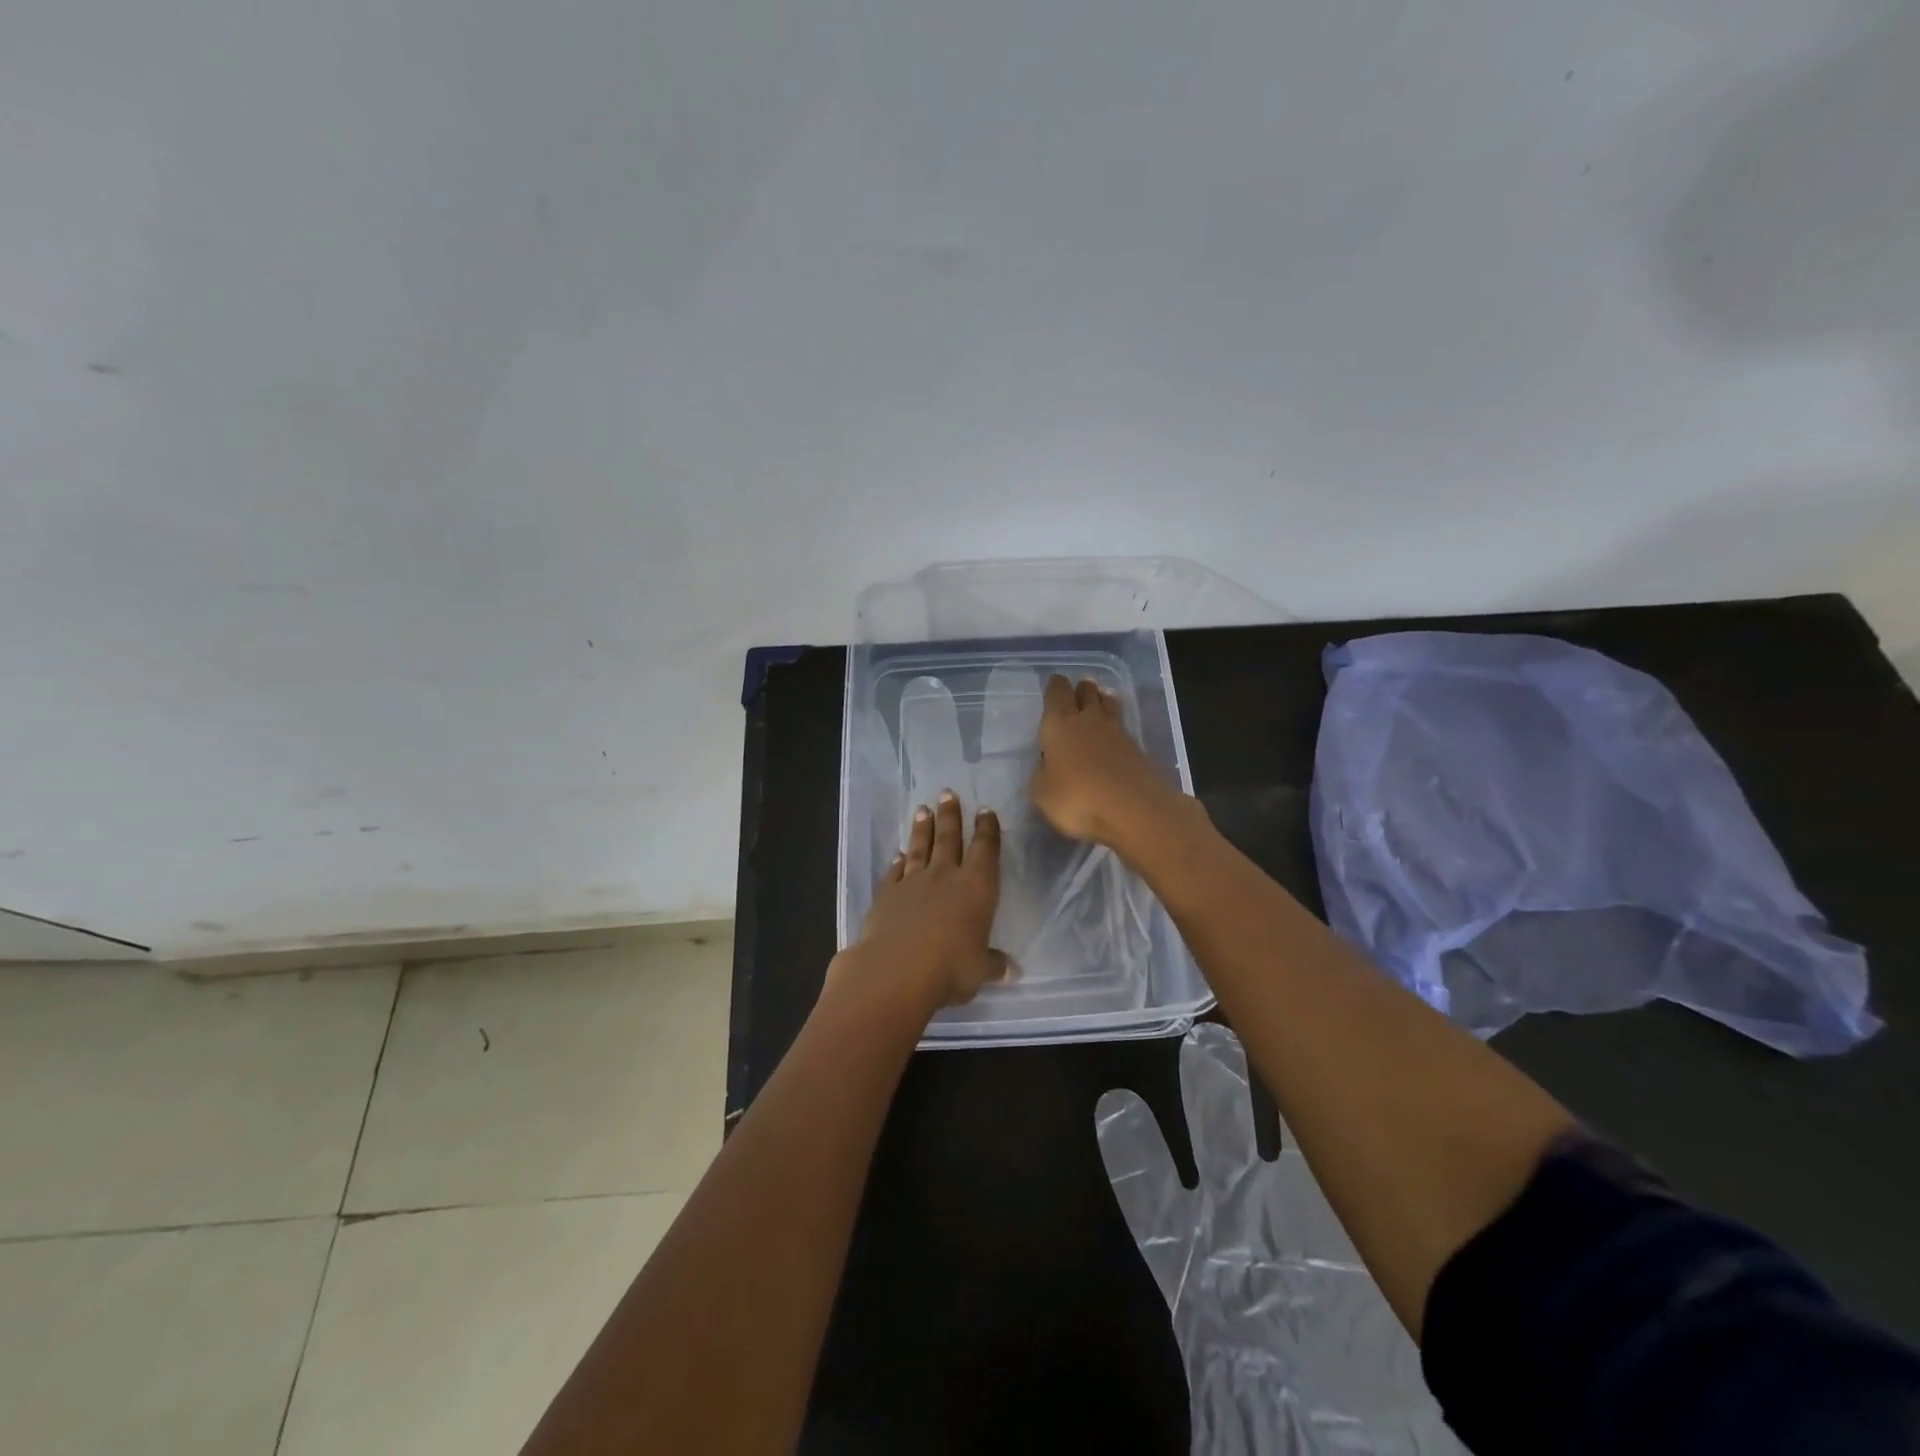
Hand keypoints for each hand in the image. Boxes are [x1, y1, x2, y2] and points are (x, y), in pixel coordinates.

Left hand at [834, 790, 1008, 1012]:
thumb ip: (993, 964)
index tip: (985, 810)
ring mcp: (913, 882)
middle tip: (947, 793)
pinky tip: (898, 854)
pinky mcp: (886, 894)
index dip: (987, 829)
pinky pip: (895, 871)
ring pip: (920, 848)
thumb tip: (1011, 971)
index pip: (985, 849)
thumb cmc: (949, 968)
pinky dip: (897, 861)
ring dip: (923, 829)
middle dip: (951, 815)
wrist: (895, 970)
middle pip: (949, 838)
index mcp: (976, 887)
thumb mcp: (979, 970)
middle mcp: (945, 876)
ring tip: (923, 809)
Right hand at [1031, 675, 1193, 854]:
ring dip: (1103, 701)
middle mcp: (1088, 720)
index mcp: (1059, 724)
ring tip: (1100, 702)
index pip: (1056, 694)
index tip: (1055, 682)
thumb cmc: (1077, 798)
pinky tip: (1113, 737)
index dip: (1055, 687)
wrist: (1133, 809)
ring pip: (1109, 706)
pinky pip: (1123, 729)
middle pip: (1087, 693)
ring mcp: (1117, 733)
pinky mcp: (1137, 750)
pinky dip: (1116, 728)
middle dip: (1082, 689)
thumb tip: (1048, 766)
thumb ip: (1043, 774)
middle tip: (1080, 688)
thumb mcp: (1043, 793)